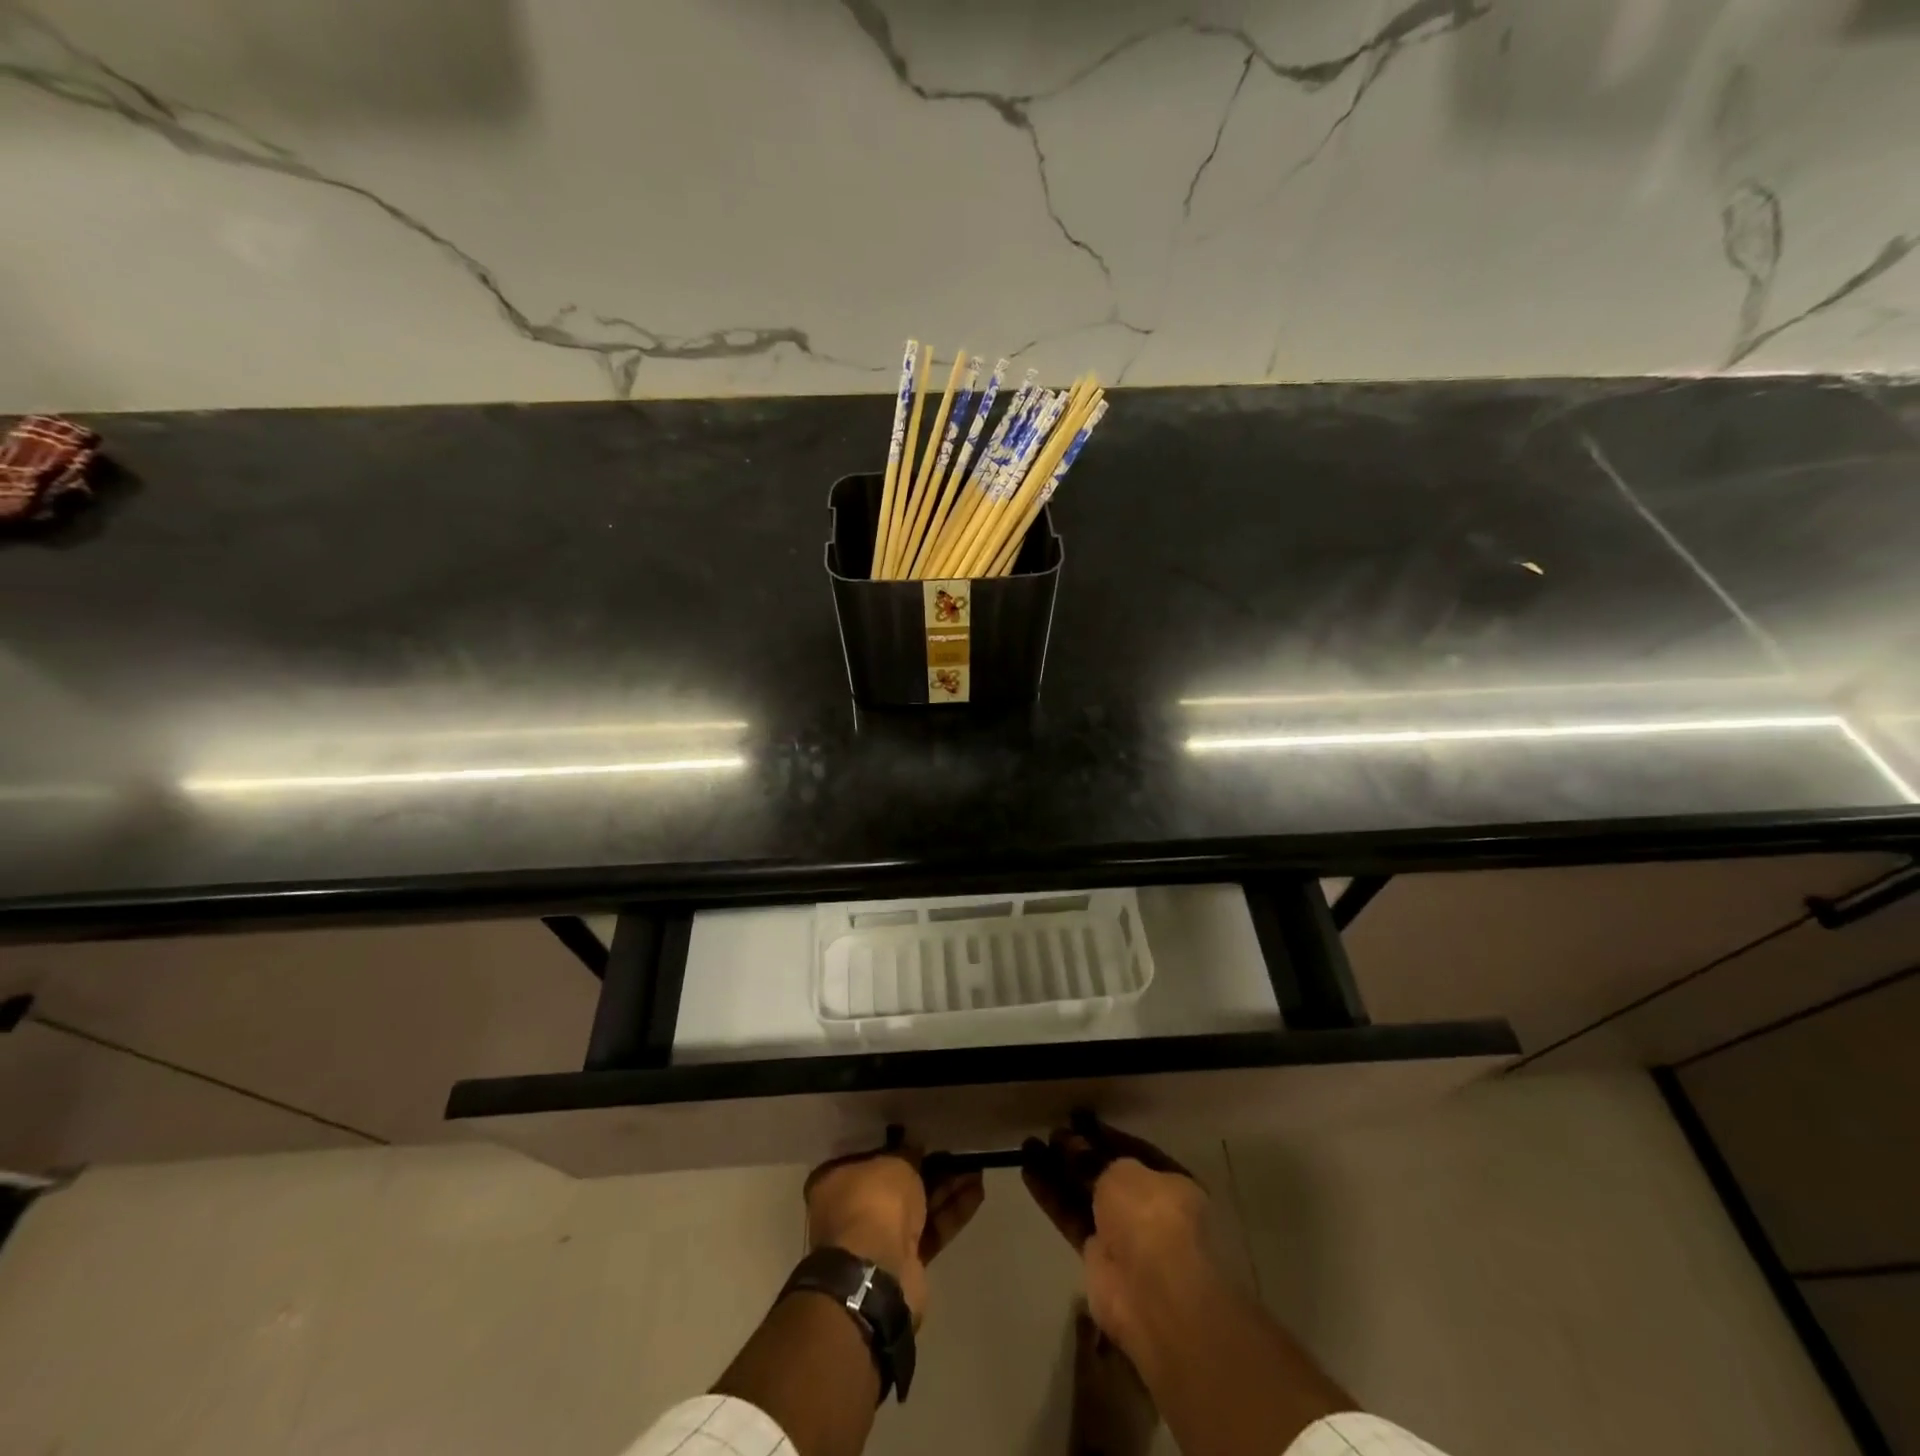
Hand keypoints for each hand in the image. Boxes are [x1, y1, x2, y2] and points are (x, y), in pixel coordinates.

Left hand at [804, 1130, 984, 1327]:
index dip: (893, 1144)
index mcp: (834, 1182)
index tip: (918, 1135)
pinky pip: (931, 1230)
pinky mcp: (905, 1263)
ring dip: (946, 1187)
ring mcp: (878, 1239)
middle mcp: (851, 1210)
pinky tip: (977, 1191)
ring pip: (917, 1206)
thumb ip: (906, 1154)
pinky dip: (952, 1212)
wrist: (878, 1274)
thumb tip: (916, 1150)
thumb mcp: (893, 1162)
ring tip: (975, 1166)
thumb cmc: (873, 1202)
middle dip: (927, 1167)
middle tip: (955, 1149)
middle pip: (895, 1182)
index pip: (865, 1155)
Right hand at [1020, 1114, 1219, 1367]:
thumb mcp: (1122, 1172)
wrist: (1152, 1294)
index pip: (1135, 1151)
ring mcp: (1124, 1236)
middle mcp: (1150, 1208)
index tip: (1077, 1119)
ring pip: (1085, 1195)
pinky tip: (1027, 1170)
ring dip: (1058, 1171)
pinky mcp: (1098, 1258)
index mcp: (1172, 1184)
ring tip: (1028, 1145)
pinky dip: (1051, 1195)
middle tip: (1051, 1133)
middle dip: (1078, 1153)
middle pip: (1107, 1174)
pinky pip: (1072, 1217)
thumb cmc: (1151, 1216)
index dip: (1104, 1135)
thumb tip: (1073, 1145)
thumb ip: (1093, 1158)